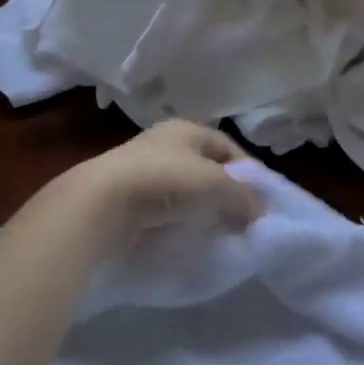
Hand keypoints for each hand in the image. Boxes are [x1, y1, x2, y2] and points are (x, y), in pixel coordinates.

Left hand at [62, 121, 265, 255]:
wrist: (101, 204)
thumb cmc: (166, 181)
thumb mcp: (216, 185)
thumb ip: (243, 196)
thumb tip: (262, 210)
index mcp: (186, 129)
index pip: (227, 146)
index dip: (247, 171)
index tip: (261, 199)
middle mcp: (163, 142)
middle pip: (205, 167)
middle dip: (225, 192)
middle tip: (241, 219)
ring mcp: (141, 169)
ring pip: (184, 188)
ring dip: (201, 208)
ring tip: (216, 232)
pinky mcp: (125, 196)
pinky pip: (162, 207)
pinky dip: (177, 220)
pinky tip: (185, 236)